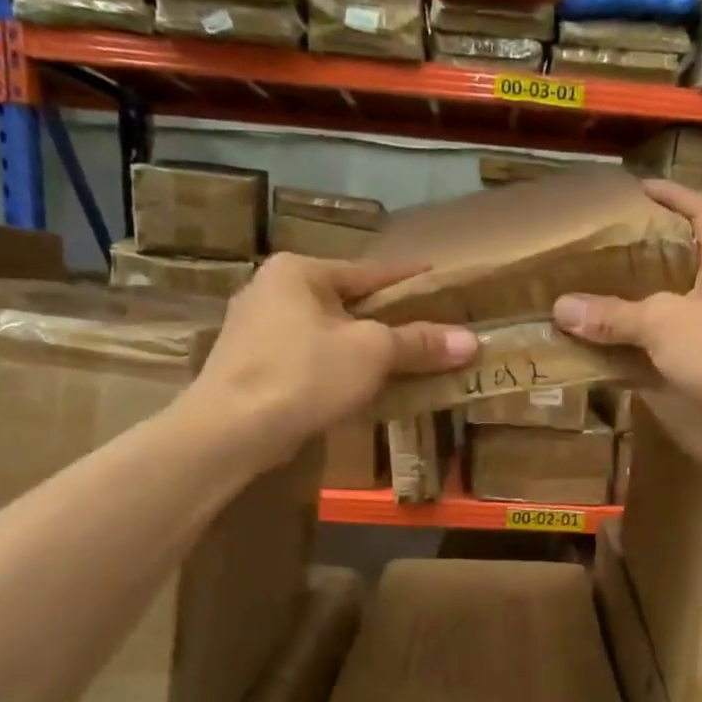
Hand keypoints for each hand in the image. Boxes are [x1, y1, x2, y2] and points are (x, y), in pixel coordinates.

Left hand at [184, 254, 476, 462]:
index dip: (408, 277)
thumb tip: (471, 340)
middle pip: (347, 302)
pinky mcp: (250, 367)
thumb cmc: (304, 374)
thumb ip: (419, 343)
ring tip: (399, 359)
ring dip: (361, 346)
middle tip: (426, 327)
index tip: (436, 277)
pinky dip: (336, 367)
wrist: (230, 431)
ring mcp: (254, 330)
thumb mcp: (372, 353)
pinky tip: (358, 385)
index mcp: (298, 272)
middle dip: (386, 318)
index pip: (369, 270)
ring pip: (326, 333)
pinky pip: (308, 358)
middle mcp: (271, 290)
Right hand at [552, 179, 701, 414]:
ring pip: (673, 312)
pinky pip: (670, 354)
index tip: (637, 189)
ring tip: (595, 303)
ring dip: (638, 310)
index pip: (700, 212)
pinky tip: (613, 358)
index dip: (672, 195)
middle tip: (600, 255)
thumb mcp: (666, 322)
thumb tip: (561, 307)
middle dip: (644, 257)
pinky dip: (643, 355)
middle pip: (681, 264)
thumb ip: (616, 315)